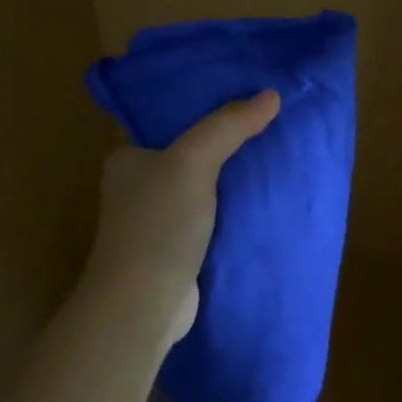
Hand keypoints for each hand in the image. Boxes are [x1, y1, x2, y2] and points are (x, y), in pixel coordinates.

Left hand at [83, 90, 279, 342]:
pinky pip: (212, 220)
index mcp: (127, 160)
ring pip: (203, 189)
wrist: (144, 306)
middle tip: (267, 125)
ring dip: (231, 180)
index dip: (204, 108)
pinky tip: (264, 200)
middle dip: (225, 144)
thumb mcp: (194, 160)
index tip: (243, 97)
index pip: (169, 123)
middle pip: (190, 155)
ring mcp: (156, 224)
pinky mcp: (176, 253)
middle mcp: (137, 188)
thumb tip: (272, 95)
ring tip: (274, 156)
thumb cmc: (158, 223)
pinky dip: (233, 211)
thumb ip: (229, 125)